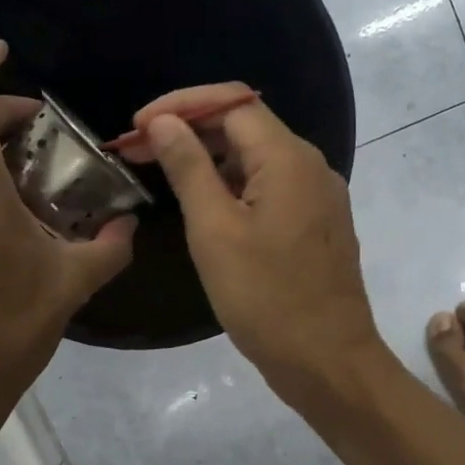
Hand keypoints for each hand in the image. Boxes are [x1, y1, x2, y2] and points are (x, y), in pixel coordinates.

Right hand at [134, 84, 383, 396]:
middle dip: (190, 131)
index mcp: (289, 158)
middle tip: (138, 154)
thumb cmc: (267, 298)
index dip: (180, 106)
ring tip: (161, 176)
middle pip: (245, 127)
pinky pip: (271, 189)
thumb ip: (189, 168)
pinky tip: (203, 206)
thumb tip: (166, 122)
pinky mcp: (316, 225)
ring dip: (209, 161)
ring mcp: (318, 197)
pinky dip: (234, 188)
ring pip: (257, 160)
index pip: (231, 103)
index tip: (136, 128)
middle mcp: (311, 167)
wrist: (328, 361)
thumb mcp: (215, 231)